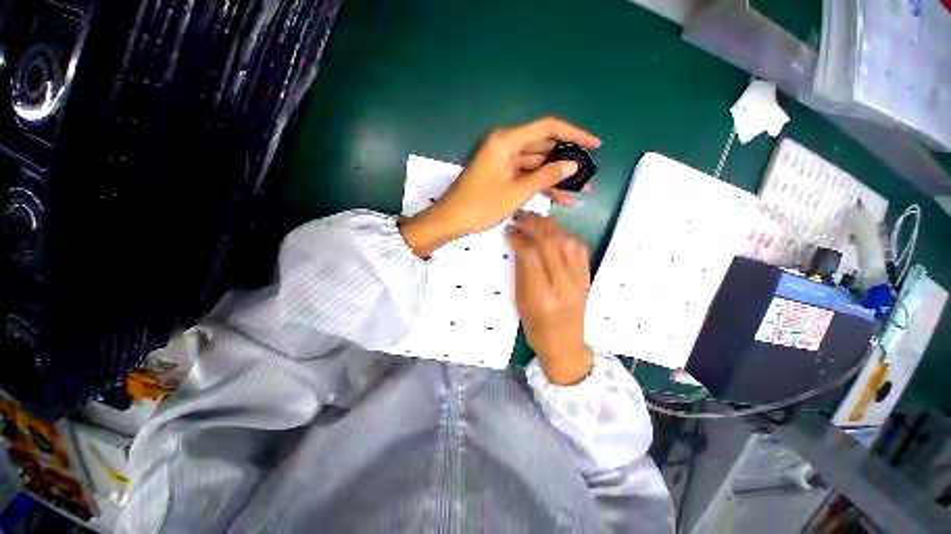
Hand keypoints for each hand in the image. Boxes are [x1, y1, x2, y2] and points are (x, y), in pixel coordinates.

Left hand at [400, 117, 600, 256]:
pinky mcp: (501, 175)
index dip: (575, 135)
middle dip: (566, 162)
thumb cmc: (481, 205)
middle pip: (543, 147)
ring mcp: (503, 161)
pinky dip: (540, 186)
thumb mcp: (517, 192)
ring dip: (556, 178)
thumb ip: (546, 176)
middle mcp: (506, 145)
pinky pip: (525, 176)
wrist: (451, 220)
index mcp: (507, 141)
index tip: (595, 146)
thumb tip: (573, 165)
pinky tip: (559, 199)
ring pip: (536, 165)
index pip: (548, 128)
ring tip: (580, 192)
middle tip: (589, 176)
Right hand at [507, 212, 592, 384]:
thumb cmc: (536, 328)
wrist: (565, 345)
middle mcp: (564, 285)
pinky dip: (565, 236)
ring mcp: (580, 281)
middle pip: (550, 243)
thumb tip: (516, 242)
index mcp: (542, 295)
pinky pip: (579, 249)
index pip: (531, 254)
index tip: (510, 230)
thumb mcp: (521, 301)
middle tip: (521, 216)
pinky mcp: (587, 278)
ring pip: (567, 242)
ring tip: (536, 221)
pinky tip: (554, 234)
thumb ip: (521, 270)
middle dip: (534, 224)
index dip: (519, 237)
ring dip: (550, 227)